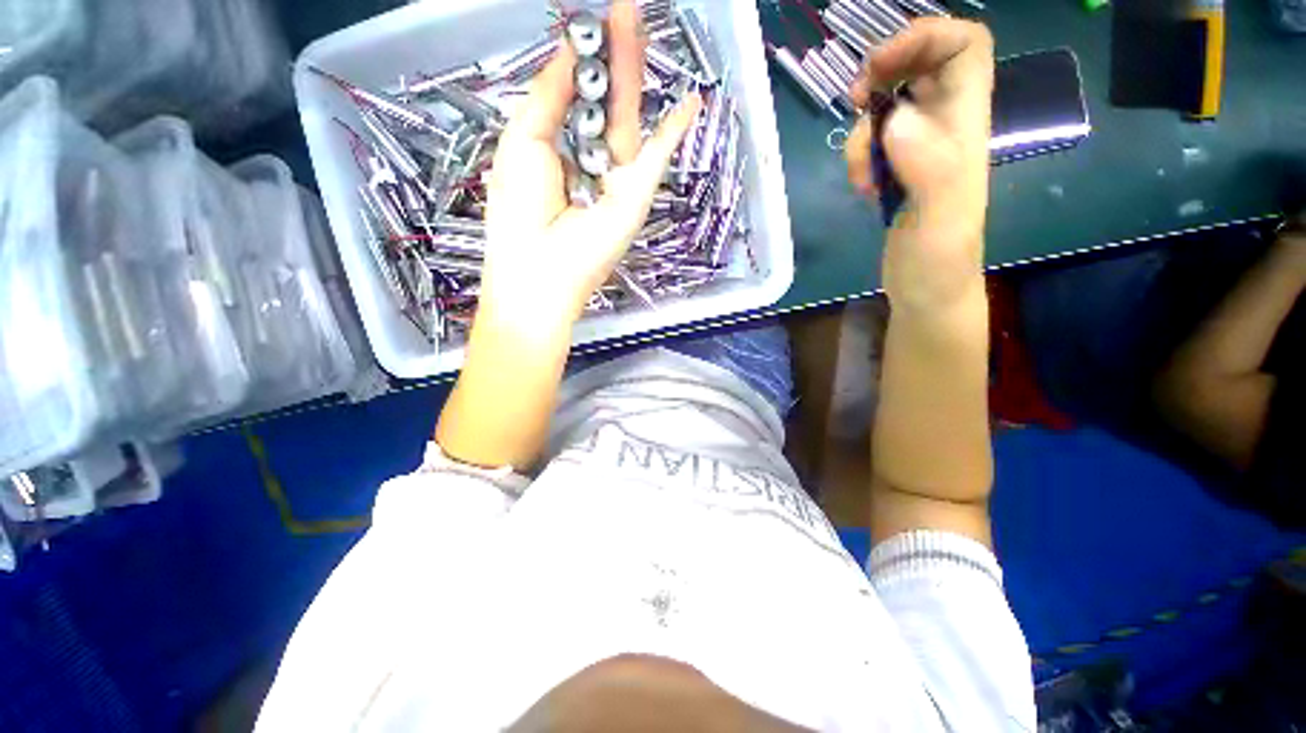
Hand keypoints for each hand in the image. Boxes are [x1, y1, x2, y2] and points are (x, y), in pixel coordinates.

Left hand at [481, 0, 701, 327]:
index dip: (581, 62)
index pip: (574, 99)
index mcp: (557, 150)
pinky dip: (675, 130)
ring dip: (634, 72)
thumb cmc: (520, 211)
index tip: (587, 26)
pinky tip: (692, 102)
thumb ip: (548, 95)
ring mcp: (617, 178)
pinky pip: (659, 155)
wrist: (542, 271)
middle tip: (621, 9)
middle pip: (604, 101)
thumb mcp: (524, 142)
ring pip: (629, 117)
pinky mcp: (637, 193)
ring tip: (636, 20)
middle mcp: (589, 161)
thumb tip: (569, 49)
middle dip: (611, 56)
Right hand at [844, 19, 994, 311]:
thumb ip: (928, 168)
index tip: (881, 64)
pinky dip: (859, 157)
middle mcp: (946, 127)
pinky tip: (864, 188)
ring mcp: (920, 150)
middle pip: (922, 64)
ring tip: (862, 175)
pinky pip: (874, 143)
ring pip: (888, 106)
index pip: (966, 46)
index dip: (925, 36)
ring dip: (863, 132)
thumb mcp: (940, 220)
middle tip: (855, 100)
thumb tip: (894, 119)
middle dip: (883, 71)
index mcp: (967, 125)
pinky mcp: (898, 172)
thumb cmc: (940, 263)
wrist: (928, 293)